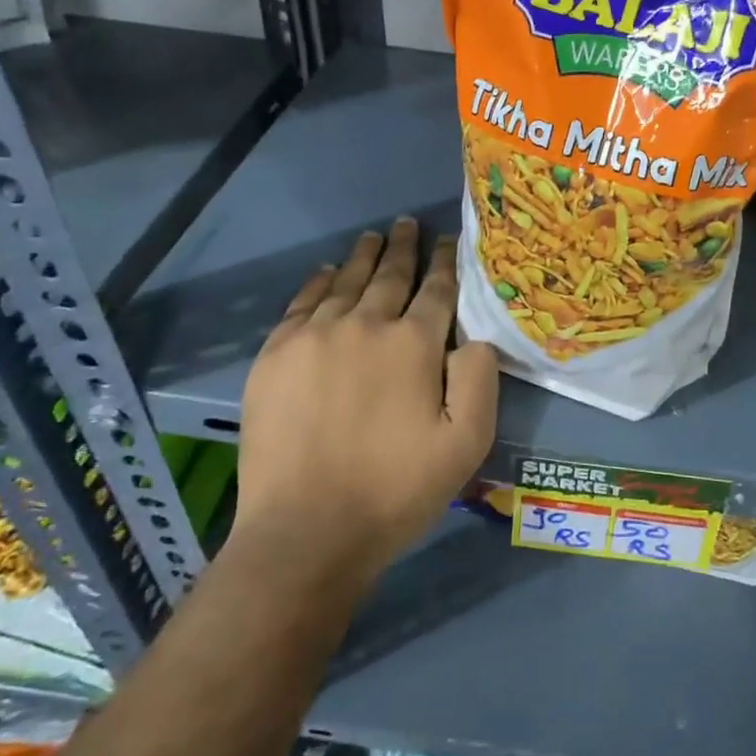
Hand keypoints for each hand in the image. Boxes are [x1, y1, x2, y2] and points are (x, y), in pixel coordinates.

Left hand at [236, 217, 498, 572]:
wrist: (305, 532)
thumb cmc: (396, 491)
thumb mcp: (467, 444)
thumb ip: (480, 379)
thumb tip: (475, 336)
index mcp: (414, 344)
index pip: (436, 290)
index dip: (446, 262)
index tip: (449, 240)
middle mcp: (365, 325)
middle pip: (389, 275)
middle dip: (404, 248)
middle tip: (408, 224)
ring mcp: (314, 337)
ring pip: (345, 281)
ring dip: (363, 256)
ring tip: (374, 237)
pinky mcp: (275, 356)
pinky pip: (301, 303)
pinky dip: (317, 282)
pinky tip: (325, 272)